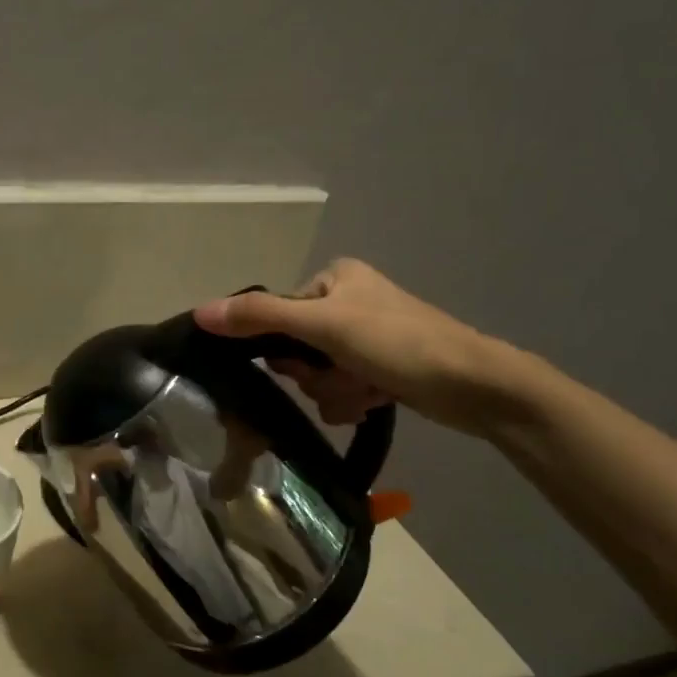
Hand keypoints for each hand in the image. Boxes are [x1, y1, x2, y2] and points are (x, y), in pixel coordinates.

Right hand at [194, 259, 525, 435]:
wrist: (476, 386)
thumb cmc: (399, 342)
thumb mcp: (324, 325)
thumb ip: (260, 317)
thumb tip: (199, 312)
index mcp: (334, 278)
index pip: (278, 316)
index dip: (287, 348)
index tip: (309, 361)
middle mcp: (347, 301)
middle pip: (297, 349)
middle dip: (317, 374)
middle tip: (345, 375)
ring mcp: (366, 337)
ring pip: (318, 375)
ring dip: (337, 391)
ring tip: (368, 390)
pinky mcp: (380, 367)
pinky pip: (341, 388)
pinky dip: (354, 398)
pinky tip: (378, 399)